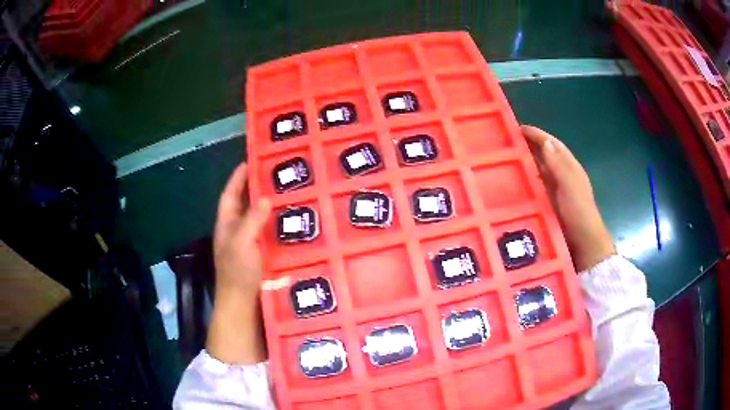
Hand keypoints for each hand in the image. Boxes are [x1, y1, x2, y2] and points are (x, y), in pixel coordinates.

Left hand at [207, 162, 271, 363]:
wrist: (243, 306)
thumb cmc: (237, 273)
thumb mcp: (240, 244)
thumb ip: (251, 221)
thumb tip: (265, 197)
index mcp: (227, 225)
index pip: (231, 194)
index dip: (238, 177)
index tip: (251, 160)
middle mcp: (237, 231)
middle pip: (247, 203)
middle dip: (258, 187)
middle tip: (278, 172)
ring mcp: (251, 244)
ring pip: (261, 218)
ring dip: (272, 205)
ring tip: (291, 191)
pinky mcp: (263, 255)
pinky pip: (271, 233)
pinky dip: (280, 224)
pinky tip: (295, 220)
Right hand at [522, 125, 614, 271]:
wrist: (583, 242)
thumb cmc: (579, 212)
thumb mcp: (570, 186)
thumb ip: (559, 165)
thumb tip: (546, 142)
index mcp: (570, 167)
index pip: (553, 145)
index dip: (538, 135)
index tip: (519, 127)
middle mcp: (563, 175)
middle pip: (546, 155)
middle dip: (530, 145)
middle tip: (508, 141)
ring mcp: (557, 190)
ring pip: (540, 169)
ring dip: (527, 161)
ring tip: (507, 157)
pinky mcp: (550, 203)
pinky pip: (537, 185)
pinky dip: (528, 179)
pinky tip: (515, 181)